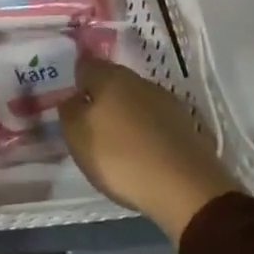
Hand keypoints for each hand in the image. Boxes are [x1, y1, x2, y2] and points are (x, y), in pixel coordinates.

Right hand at [59, 58, 239, 243]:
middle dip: (100, 96)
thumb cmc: (120, 156)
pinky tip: (140, 150)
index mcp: (109, 77)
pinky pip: (154, 121)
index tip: (69, 98)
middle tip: (88, 120)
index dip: (75, 79)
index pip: (85, 65)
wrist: (185, 187)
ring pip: (135, 100)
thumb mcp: (78, 136)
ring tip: (114, 139)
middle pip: (112, 81)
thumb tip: (73, 97)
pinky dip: (144, 130)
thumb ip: (69, 111)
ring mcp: (166, 101)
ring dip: (124, 113)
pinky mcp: (185, 125)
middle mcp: (138, 81)